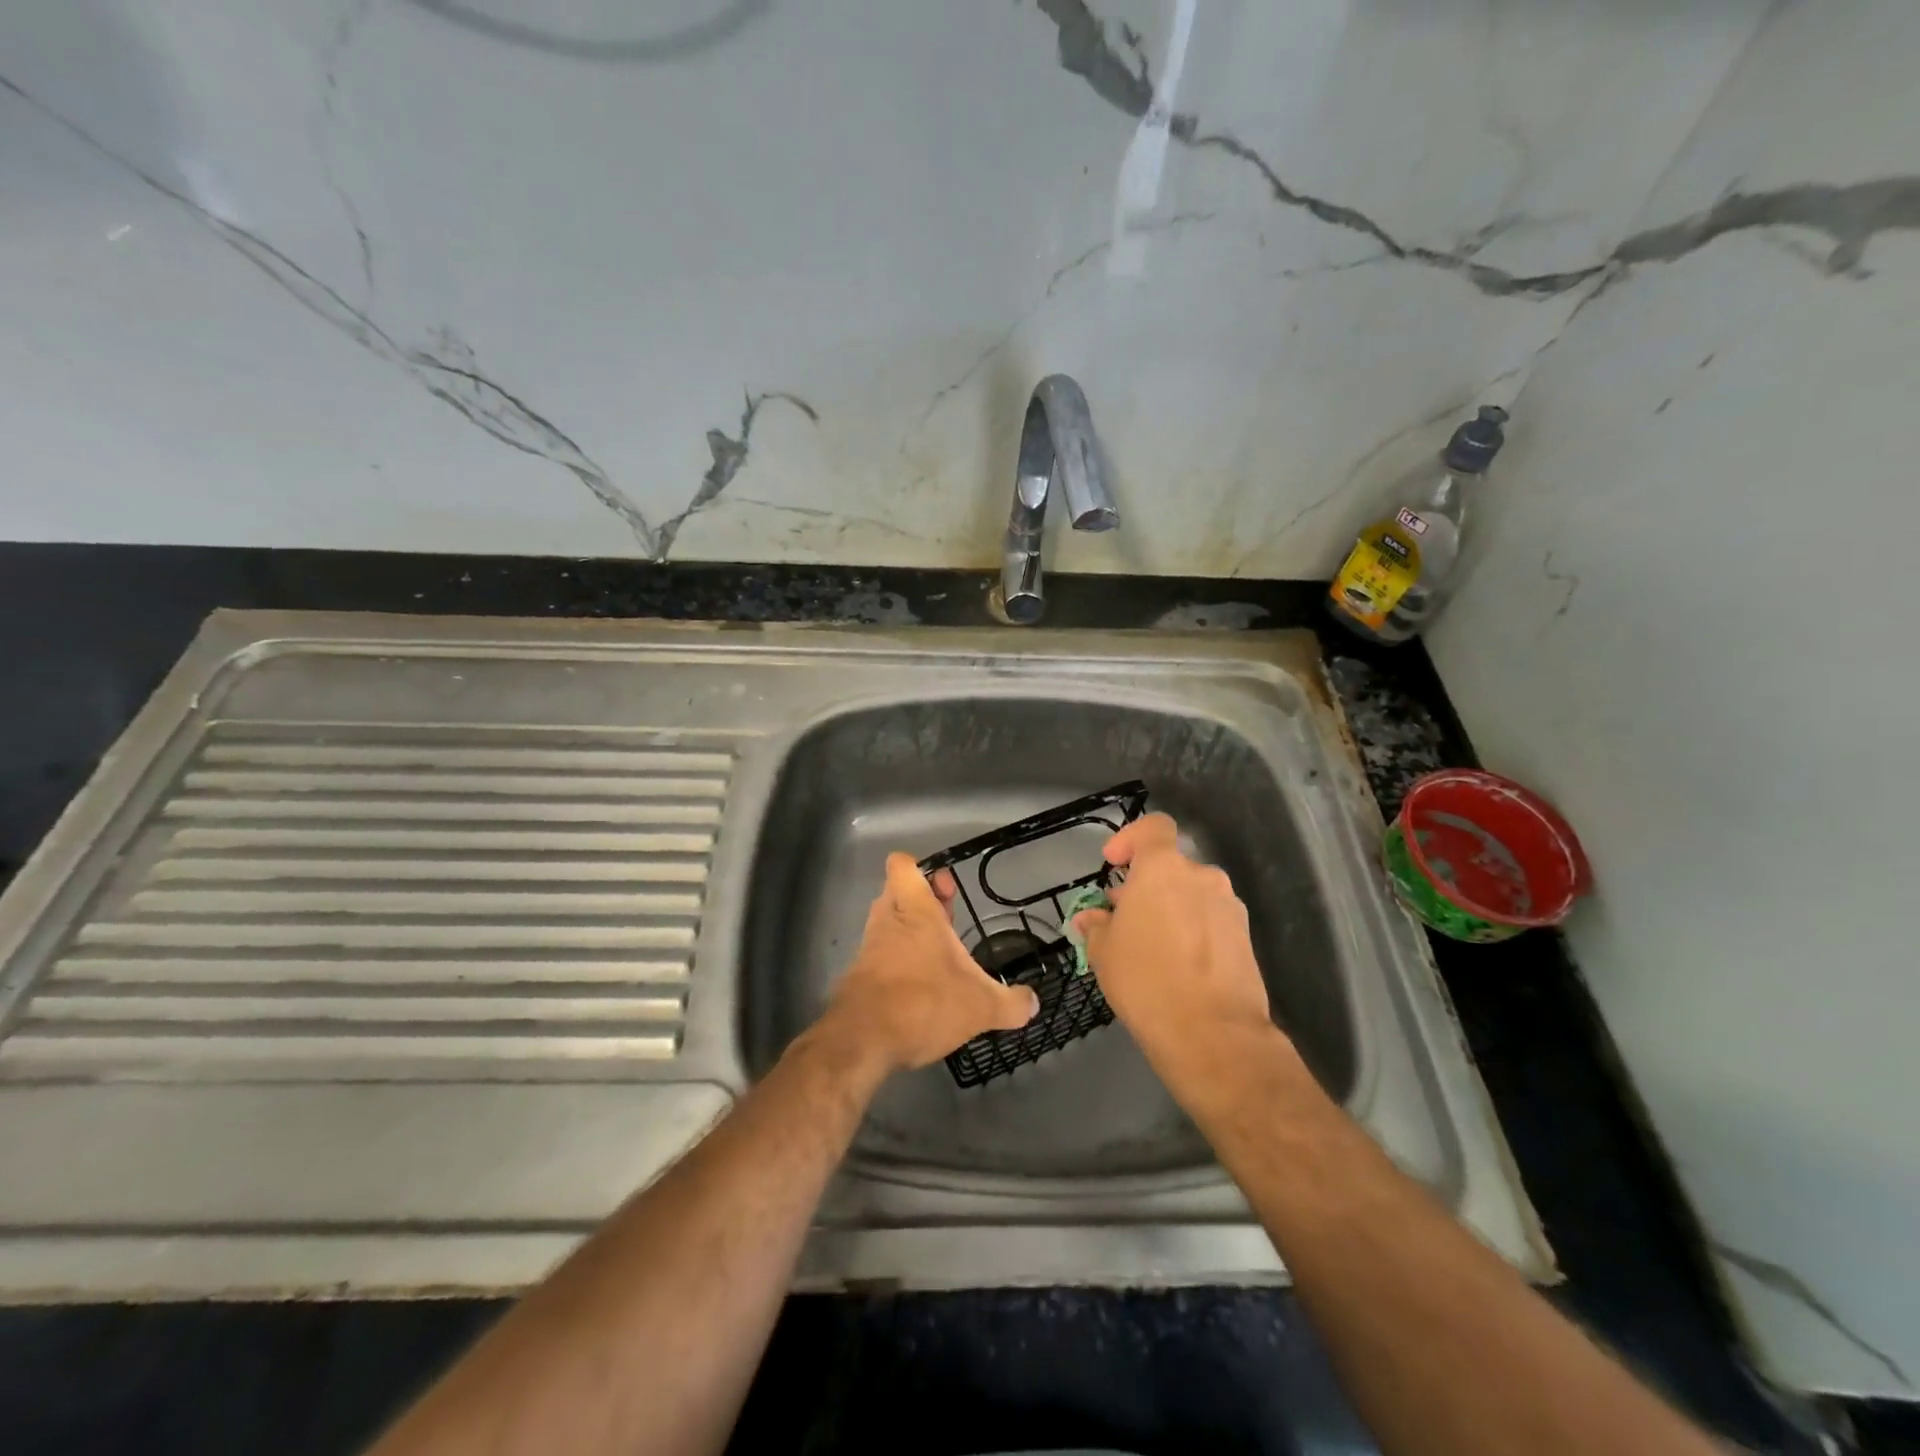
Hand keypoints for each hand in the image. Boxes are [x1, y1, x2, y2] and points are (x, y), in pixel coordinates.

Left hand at [822, 853, 1038, 1073]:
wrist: (863, 1041)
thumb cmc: (924, 1002)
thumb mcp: (981, 1006)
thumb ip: (1010, 1003)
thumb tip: (1033, 1003)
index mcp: (916, 910)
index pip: (902, 865)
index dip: (920, 868)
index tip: (944, 884)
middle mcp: (889, 920)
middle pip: (899, 892)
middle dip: (923, 900)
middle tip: (950, 915)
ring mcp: (870, 948)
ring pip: (889, 923)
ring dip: (911, 931)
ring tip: (940, 953)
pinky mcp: (859, 976)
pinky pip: (881, 955)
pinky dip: (898, 961)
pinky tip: (921, 985)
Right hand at [1072, 814, 1280, 1078]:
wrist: (1213, 1034)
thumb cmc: (1146, 981)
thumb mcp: (1104, 952)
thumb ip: (1096, 926)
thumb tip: (1090, 918)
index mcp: (1163, 869)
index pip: (1154, 828)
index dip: (1131, 838)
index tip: (1114, 864)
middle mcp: (1202, 877)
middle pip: (1171, 868)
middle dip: (1146, 886)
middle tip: (1124, 917)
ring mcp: (1229, 907)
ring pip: (1192, 895)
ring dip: (1170, 909)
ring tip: (1150, 946)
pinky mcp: (1246, 938)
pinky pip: (1211, 921)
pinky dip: (1193, 931)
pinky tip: (1177, 966)